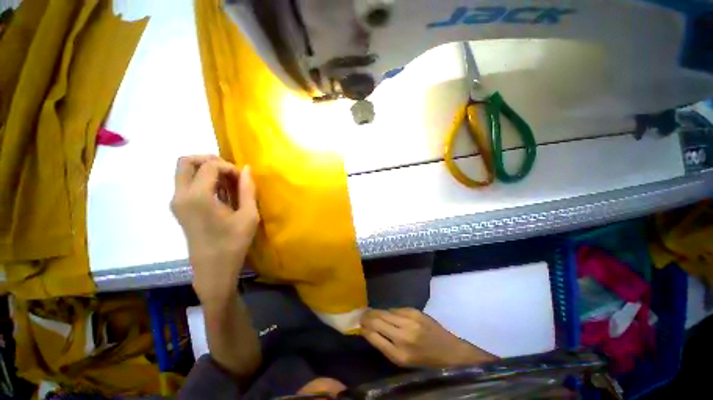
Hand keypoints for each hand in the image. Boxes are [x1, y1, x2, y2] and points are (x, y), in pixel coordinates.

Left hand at [170, 155, 259, 304]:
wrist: (213, 269)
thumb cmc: (234, 243)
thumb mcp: (248, 216)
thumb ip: (247, 189)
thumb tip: (246, 168)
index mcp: (197, 197)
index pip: (209, 166)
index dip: (229, 167)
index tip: (242, 179)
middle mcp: (180, 195)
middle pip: (186, 161)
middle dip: (210, 160)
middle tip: (230, 172)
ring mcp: (176, 202)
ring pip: (184, 171)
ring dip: (206, 170)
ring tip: (227, 183)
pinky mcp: (178, 208)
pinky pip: (186, 183)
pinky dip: (202, 180)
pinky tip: (220, 193)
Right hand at [361, 308, 496, 367]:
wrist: (449, 351)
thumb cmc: (425, 361)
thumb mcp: (403, 362)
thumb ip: (385, 346)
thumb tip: (369, 330)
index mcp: (399, 354)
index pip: (373, 336)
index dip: (363, 328)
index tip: (358, 324)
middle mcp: (403, 335)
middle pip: (377, 320)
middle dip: (366, 316)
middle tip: (361, 315)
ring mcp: (409, 320)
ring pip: (385, 312)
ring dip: (375, 311)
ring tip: (369, 312)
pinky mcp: (414, 311)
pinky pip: (395, 309)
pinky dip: (388, 311)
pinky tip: (387, 314)